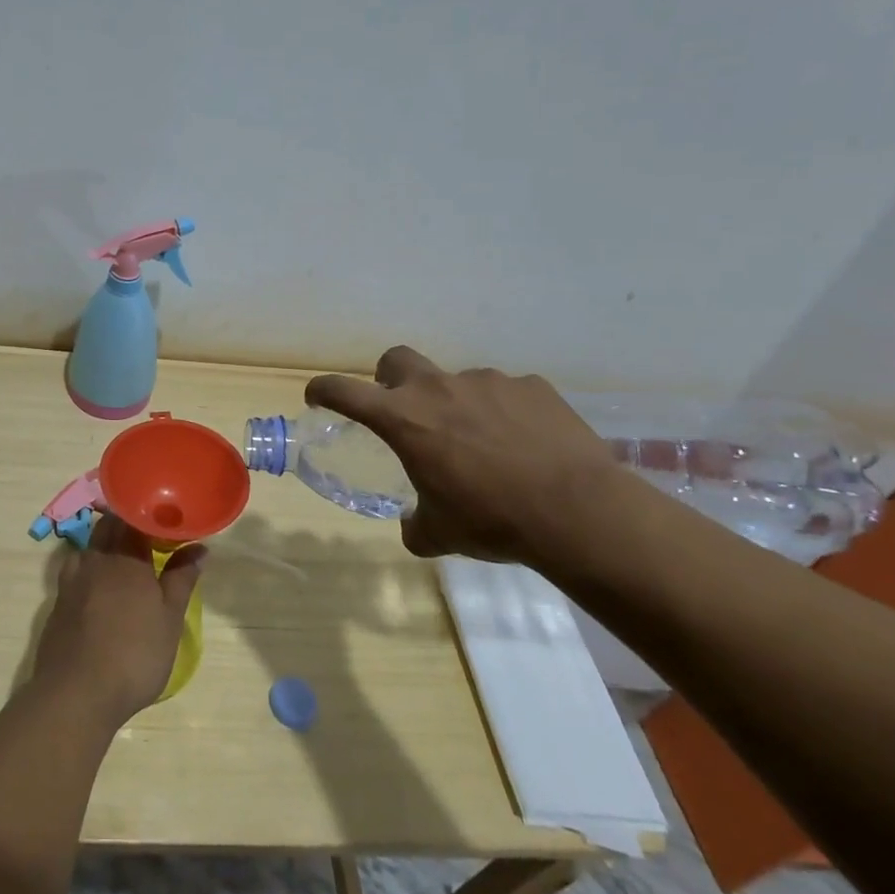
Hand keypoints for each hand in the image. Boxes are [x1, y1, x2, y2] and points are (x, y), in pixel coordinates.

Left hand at [31, 515, 205, 725]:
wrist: (77, 693)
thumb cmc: (134, 654)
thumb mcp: (170, 619)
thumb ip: (182, 578)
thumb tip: (198, 548)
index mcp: (126, 557)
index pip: (136, 519)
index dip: (151, 516)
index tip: (167, 522)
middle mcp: (96, 559)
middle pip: (109, 526)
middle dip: (128, 525)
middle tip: (149, 537)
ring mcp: (72, 579)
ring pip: (89, 545)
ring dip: (106, 543)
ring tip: (124, 558)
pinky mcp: (58, 601)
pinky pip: (75, 569)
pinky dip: (89, 567)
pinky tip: (98, 585)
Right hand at [306, 345, 617, 564]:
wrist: (576, 511)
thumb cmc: (492, 520)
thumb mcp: (440, 534)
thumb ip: (415, 525)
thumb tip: (413, 526)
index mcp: (404, 419)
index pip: (344, 391)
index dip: (323, 390)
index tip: (317, 397)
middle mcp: (438, 388)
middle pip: (396, 359)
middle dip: (390, 378)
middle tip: (404, 409)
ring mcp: (487, 381)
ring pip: (457, 382)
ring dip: (457, 405)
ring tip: (485, 444)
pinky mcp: (531, 386)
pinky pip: (506, 393)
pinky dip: (504, 413)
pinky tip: (525, 444)